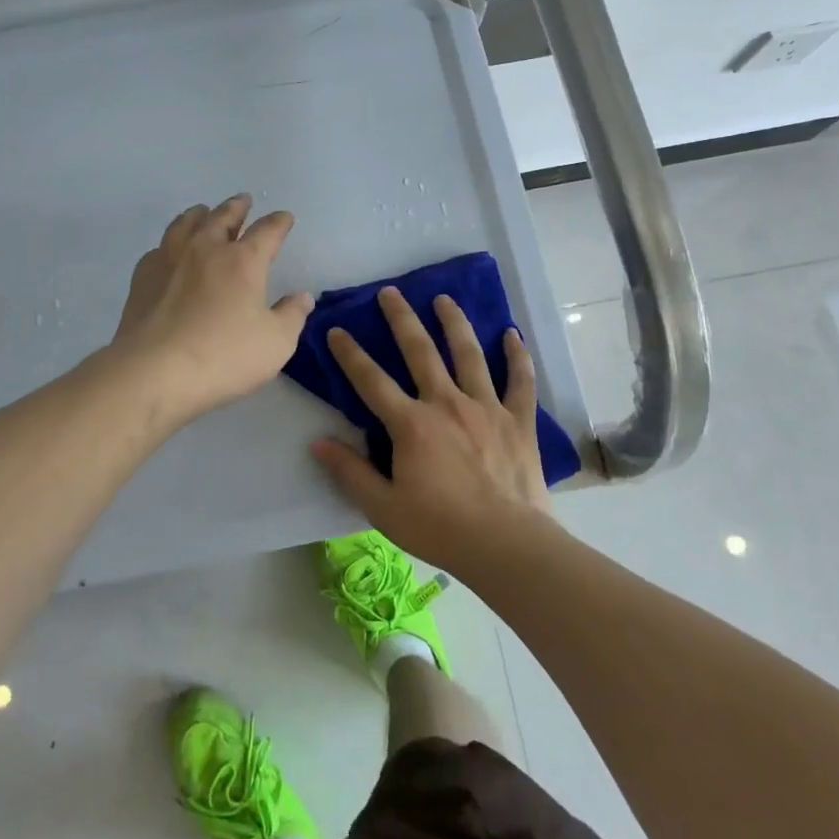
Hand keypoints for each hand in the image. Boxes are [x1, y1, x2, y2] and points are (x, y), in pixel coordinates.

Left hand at [111, 194, 312, 422]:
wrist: (154, 371)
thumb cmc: (223, 356)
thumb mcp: (275, 343)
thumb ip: (291, 316)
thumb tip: (302, 297)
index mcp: (243, 261)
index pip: (267, 231)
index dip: (279, 223)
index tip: (285, 217)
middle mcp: (206, 249)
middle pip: (223, 217)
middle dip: (237, 207)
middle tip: (243, 201)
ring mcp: (170, 259)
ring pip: (186, 223)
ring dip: (200, 214)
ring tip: (204, 212)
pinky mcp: (143, 277)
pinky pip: (160, 247)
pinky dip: (171, 242)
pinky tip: (169, 251)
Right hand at [311, 285, 551, 577]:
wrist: (506, 545)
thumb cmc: (440, 529)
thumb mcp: (382, 507)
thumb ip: (350, 471)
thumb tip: (318, 442)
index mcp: (411, 424)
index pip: (371, 381)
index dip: (350, 354)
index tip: (336, 329)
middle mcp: (447, 403)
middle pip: (420, 351)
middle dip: (402, 319)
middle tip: (391, 292)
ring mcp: (486, 408)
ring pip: (469, 354)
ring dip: (455, 323)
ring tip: (445, 299)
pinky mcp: (518, 420)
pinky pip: (520, 382)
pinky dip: (517, 357)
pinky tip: (512, 335)